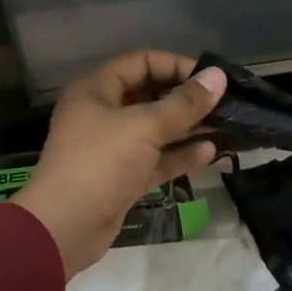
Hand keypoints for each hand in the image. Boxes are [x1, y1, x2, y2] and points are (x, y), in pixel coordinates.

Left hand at [12, 51, 225, 277]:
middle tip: (225, 101)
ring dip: (188, 127)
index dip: (176, 65)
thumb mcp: (144, 127)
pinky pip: (156, 159)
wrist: (64, 228)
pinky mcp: (123, 177)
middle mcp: (103, 113)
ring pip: (156, 129)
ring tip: (226, 124)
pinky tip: (210, 152)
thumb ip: (184, 103)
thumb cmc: (100, 163)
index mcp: (97, 89)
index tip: (210, 78)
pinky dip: (180, 155)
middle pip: (150, 95)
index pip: (141, 62)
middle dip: (187, 98)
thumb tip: (218, 76)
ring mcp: (113, 147)